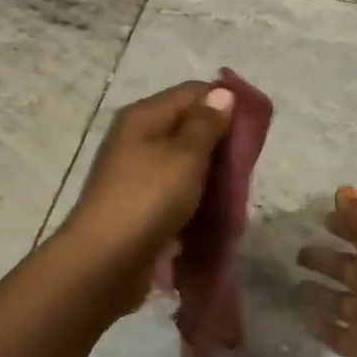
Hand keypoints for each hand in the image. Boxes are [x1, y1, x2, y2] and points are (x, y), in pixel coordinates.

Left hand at [63, 82, 234, 301]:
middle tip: (245, 169)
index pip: (193, 92)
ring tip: (234, 197)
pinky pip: (177, 194)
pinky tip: (214, 217)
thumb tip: (221, 92)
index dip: (225, 105)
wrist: (104, 263)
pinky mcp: (141, 206)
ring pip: (186, 165)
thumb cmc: (148, 199)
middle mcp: (138, 139)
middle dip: (221, 147)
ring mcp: (137, 174)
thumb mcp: (185, 156)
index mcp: (144, 116)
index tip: (252, 132)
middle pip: (190, 128)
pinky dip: (196, 202)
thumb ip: (207, 123)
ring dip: (211, 178)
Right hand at [297, 187, 356, 356]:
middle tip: (297, 253)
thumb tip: (344, 191)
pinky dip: (319, 323)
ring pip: (339, 301)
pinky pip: (334, 332)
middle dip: (326, 259)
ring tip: (292, 283)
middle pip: (349, 268)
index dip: (346, 227)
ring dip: (319, 291)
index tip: (321, 219)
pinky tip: (300, 316)